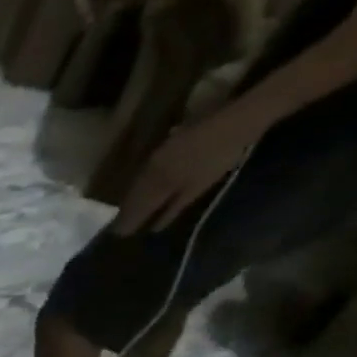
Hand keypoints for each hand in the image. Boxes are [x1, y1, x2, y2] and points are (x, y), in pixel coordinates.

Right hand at [114, 104, 267, 233]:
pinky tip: (143, 188)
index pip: (137, 206)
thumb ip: (173, 208)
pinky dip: (142, 183)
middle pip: (134, 194)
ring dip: (132, 197)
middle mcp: (150, 168)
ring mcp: (157, 155)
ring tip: (128, 210)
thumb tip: (154, 226)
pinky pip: (146, 170)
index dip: (128, 221)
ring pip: (139, 181)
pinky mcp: (166, 146)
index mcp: (156, 181)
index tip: (119, 235)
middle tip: (121, 226)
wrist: (237, 121)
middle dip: (127, 210)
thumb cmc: (220, 157)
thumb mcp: (198, 187)